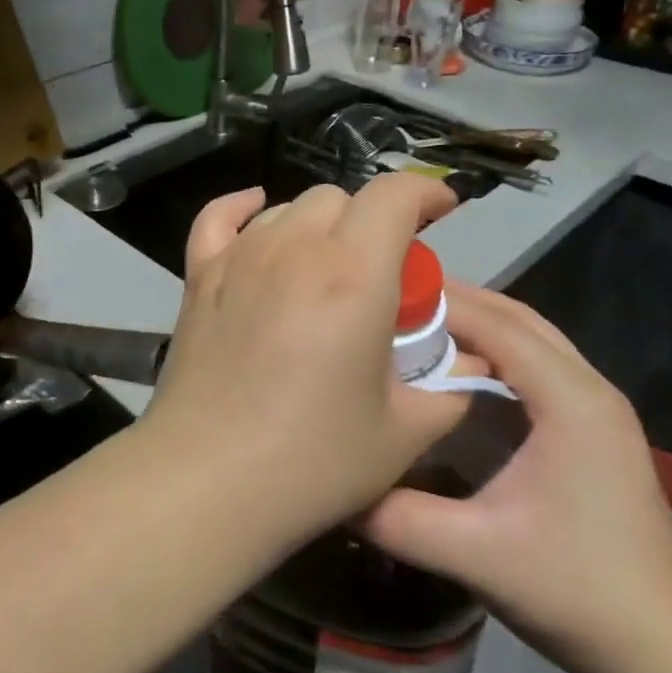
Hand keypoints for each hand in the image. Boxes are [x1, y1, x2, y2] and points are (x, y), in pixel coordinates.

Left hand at [137, 177, 474, 553]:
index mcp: (352, 274)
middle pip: (340, 199)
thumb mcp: (403, 433)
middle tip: (382, 273)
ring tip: (328, 269)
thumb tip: (471, 367)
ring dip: (319, 226)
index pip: (393, 196)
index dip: (424, 192)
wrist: (207, 481)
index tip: (442, 211)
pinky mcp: (200, 277)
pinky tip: (255, 213)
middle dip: (372, 221)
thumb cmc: (312, 460)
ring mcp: (239, 258)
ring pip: (287, 209)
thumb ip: (449, 390)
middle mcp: (293, 249)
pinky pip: (218, 219)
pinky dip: (241, 209)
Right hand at [362, 284, 671, 672]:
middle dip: (454, 302)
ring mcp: (595, 405)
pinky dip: (492, 347)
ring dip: (474, 321)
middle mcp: (588, 387)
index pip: (495, 324)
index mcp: (570, 401)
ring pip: (528, 335)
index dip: (438, 304)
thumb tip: (336, 483)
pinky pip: (534, 361)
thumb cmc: (576, 592)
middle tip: (389, 302)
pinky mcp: (591, 424)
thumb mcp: (475, 554)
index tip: (379, 298)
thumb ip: (397, 516)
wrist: (665, 649)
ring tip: (412, 324)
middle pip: (514, 317)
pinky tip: (453, 366)